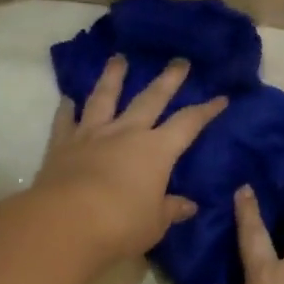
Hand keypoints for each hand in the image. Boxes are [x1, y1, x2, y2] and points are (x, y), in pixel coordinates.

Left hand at [35, 56, 227, 263]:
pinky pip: (66, 121)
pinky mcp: (62, 145)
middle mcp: (126, 133)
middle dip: (168, 80)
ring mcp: (92, 135)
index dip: (206, 111)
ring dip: (113, 77)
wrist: (65, 224)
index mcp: (156, 151)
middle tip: (179, 61)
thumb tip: (189, 206)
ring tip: (118, 58)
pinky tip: (67, 99)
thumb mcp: (155, 223)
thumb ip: (170, 209)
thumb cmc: (120, 225)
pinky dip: (67, 109)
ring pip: (105, 98)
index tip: (220, 98)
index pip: (188, 124)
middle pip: (151, 99)